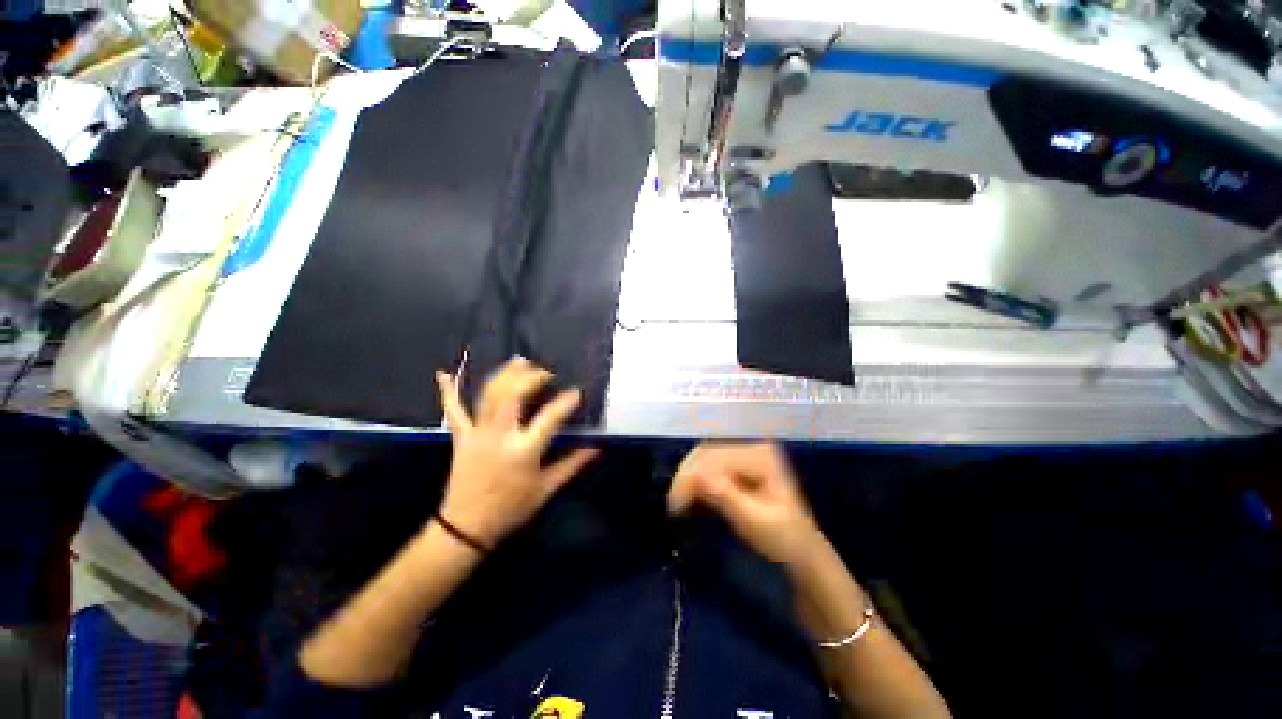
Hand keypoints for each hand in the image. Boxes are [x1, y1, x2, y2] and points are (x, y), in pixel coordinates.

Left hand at [434, 357, 598, 547]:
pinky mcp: (461, 437)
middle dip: (530, 377)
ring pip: (488, 395)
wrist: (466, 527)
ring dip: (504, 374)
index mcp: (523, 451)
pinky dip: (448, 391)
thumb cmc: (511, 508)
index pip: (549, 418)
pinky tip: (444, 373)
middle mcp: (499, 436)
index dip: (565, 402)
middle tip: (546, 372)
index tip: (576, 392)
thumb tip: (596, 448)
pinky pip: (453, 410)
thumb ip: (572, 465)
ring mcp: (477, 434)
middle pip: (512, 395)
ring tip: (519, 361)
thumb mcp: (546, 489)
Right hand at [668, 442, 823, 564]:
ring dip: (688, 478)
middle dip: (686, 475)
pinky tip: (689, 497)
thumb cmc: (785, 540)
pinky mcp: (739, 468)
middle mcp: (751, 448)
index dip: (691, 475)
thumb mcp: (756, 521)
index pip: (716, 456)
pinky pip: (710, 468)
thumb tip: (697, 477)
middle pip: (707, 452)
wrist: (802, 554)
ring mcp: (745, 456)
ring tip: (678, 502)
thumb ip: (727, 496)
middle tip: (673, 504)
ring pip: (704, 458)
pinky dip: (696, 482)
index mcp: (760, 455)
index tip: (675, 503)